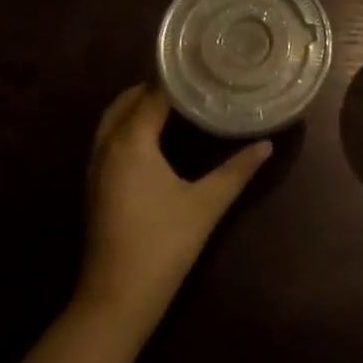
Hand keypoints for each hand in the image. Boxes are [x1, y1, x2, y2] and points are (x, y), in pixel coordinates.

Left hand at [75, 84, 272, 341]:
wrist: (116, 299)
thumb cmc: (163, 244)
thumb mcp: (206, 204)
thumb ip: (236, 170)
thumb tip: (266, 144)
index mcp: (130, 141)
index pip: (152, 94)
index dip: (176, 77)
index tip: (202, 63)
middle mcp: (107, 146)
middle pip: (126, 101)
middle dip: (154, 86)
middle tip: (192, 80)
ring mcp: (96, 167)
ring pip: (113, 120)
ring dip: (138, 105)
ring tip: (176, 101)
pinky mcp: (96, 186)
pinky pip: (109, 138)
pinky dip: (128, 125)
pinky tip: (156, 137)